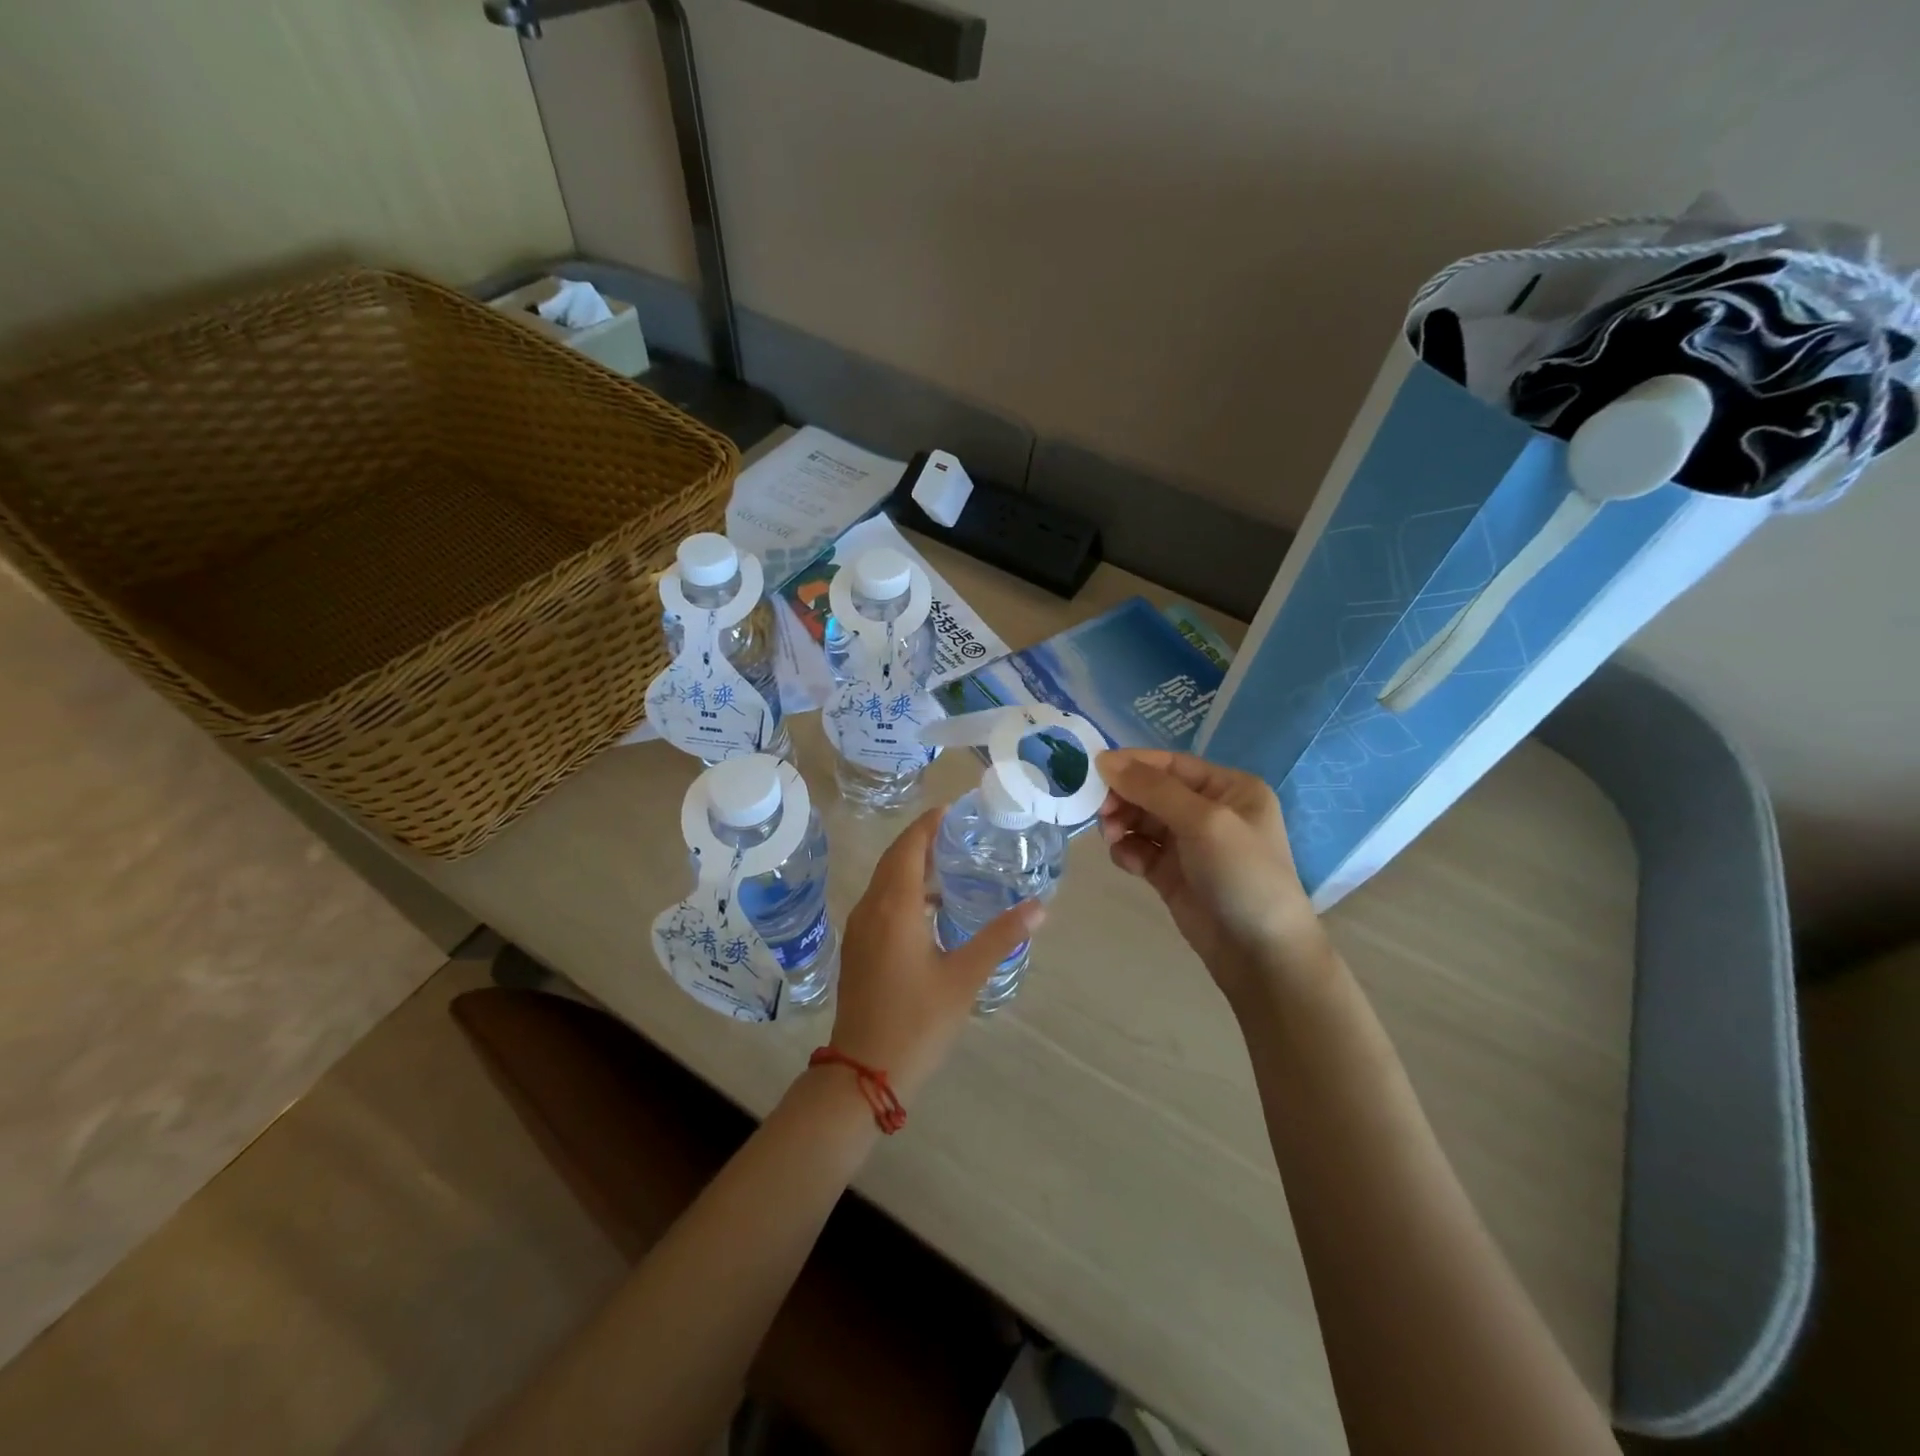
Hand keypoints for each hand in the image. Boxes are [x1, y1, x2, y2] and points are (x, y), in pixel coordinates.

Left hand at [827, 807, 1042, 1102]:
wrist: (863, 1072)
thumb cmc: (916, 1021)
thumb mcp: (964, 977)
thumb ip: (1000, 937)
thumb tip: (1039, 907)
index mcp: (894, 906)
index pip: (909, 846)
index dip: (930, 823)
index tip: (956, 809)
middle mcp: (871, 908)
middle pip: (894, 858)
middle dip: (922, 838)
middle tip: (961, 831)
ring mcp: (860, 929)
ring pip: (885, 880)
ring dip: (912, 864)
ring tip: (951, 862)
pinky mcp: (858, 948)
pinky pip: (880, 901)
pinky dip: (903, 889)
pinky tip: (931, 908)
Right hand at [1096, 749, 1325, 999]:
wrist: (1260, 954)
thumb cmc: (1243, 875)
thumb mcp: (1205, 821)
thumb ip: (1153, 789)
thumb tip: (1104, 759)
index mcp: (1228, 788)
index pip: (1171, 764)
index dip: (1133, 764)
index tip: (1095, 770)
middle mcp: (1209, 810)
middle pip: (1152, 790)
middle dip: (1124, 797)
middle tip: (1100, 812)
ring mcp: (1190, 844)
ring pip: (1141, 820)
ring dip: (1122, 823)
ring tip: (1112, 838)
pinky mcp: (1172, 874)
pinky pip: (1140, 850)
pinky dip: (1128, 851)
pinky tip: (1128, 861)